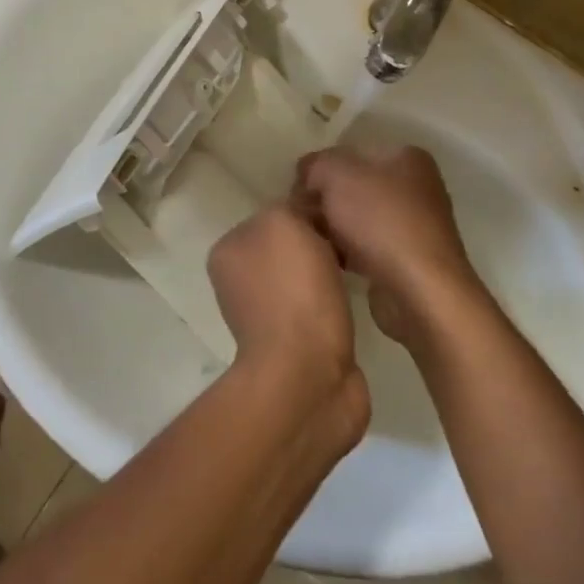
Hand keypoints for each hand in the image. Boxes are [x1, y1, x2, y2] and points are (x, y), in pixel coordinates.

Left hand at [208, 204, 367, 434]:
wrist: (308, 376)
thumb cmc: (293, 291)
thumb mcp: (285, 223)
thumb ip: (291, 207)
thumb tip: (307, 214)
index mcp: (227, 251)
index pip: (272, 214)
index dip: (305, 211)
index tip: (334, 216)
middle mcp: (238, 281)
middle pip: (288, 245)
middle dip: (317, 243)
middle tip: (348, 243)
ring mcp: (265, 315)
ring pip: (303, 276)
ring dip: (327, 275)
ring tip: (355, 270)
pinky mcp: (295, 344)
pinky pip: (317, 306)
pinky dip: (333, 303)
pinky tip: (353, 300)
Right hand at [294, 146, 487, 349]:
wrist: (420, 291)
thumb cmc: (380, 221)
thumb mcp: (336, 175)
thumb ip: (315, 165)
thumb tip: (307, 174)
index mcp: (406, 157)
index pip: (350, 152)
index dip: (320, 168)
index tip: (297, 190)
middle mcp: (415, 187)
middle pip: (353, 186)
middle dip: (324, 200)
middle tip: (300, 216)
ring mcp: (414, 225)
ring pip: (357, 218)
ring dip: (332, 228)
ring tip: (311, 240)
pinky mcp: (407, 260)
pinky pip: (366, 247)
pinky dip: (346, 252)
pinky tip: (329, 260)